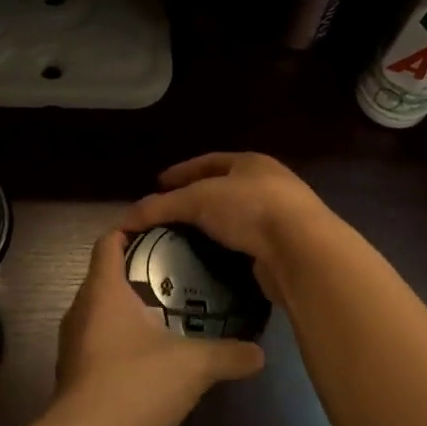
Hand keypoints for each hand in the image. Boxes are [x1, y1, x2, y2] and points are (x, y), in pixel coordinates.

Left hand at [50, 230, 264, 425]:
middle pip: (104, 275)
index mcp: (104, 291)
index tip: (158, 228)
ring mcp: (74, 345)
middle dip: (136, 269)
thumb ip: (228, 354)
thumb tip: (260, 353)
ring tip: (167, 311)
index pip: (108, 242)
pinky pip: (98, 343)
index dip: (129, 229)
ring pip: (100, 311)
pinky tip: (150, 357)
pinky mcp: (75, 376)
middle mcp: (81, 310)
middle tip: (176, 270)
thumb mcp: (194, 366)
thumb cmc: (135, 384)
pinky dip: (120, 340)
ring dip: (128, 308)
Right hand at [121, 153, 333, 302]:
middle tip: (167, 215)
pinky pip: (245, 246)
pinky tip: (207, 262)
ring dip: (211, 229)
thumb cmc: (250, 209)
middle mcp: (268, 185)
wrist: (302, 250)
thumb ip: (162, 207)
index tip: (158, 184)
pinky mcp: (283, 249)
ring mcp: (279, 218)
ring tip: (182, 241)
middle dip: (195, 201)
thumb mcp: (198, 201)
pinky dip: (225, 252)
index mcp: (250, 163)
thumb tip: (125, 219)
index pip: (208, 162)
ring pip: (235, 220)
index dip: (181, 172)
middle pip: (223, 190)